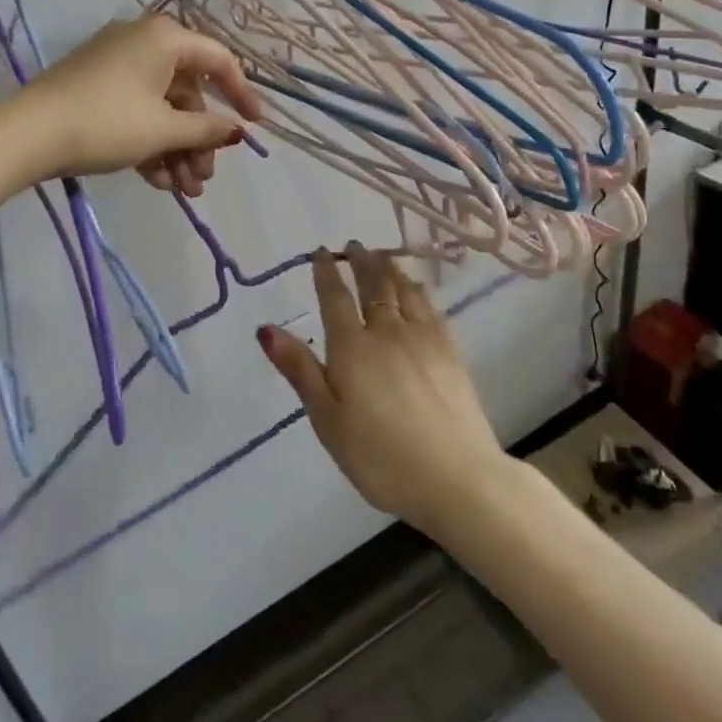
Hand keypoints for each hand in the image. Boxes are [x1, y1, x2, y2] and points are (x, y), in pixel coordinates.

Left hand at [20, 16, 261, 192]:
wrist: (27, 135)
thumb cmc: (107, 122)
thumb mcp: (164, 129)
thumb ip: (207, 129)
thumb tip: (236, 131)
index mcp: (164, 38)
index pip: (218, 61)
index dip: (241, 95)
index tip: (254, 127)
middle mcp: (143, 42)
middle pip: (188, 93)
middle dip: (199, 140)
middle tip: (204, 178)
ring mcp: (116, 66)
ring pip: (162, 108)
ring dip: (177, 150)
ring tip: (184, 191)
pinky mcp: (96, 88)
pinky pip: (137, 112)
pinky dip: (150, 144)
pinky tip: (158, 182)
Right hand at [258, 245, 514, 534]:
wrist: (455, 476)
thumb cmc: (380, 456)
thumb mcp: (327, 419)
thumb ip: (300, 370)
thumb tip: (266, 328)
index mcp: (351, 347)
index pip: (334, 298)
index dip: (325, 272)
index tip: (321, 252)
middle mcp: (386, 331)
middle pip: (372, 285)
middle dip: (361, 262)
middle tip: (354, 245)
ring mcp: (423, 338)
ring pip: (403, 290)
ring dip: (390, 268)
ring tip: (383, 255)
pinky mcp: (450, 351)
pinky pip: (430, 307)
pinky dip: (419, 290)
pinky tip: (418, 289)